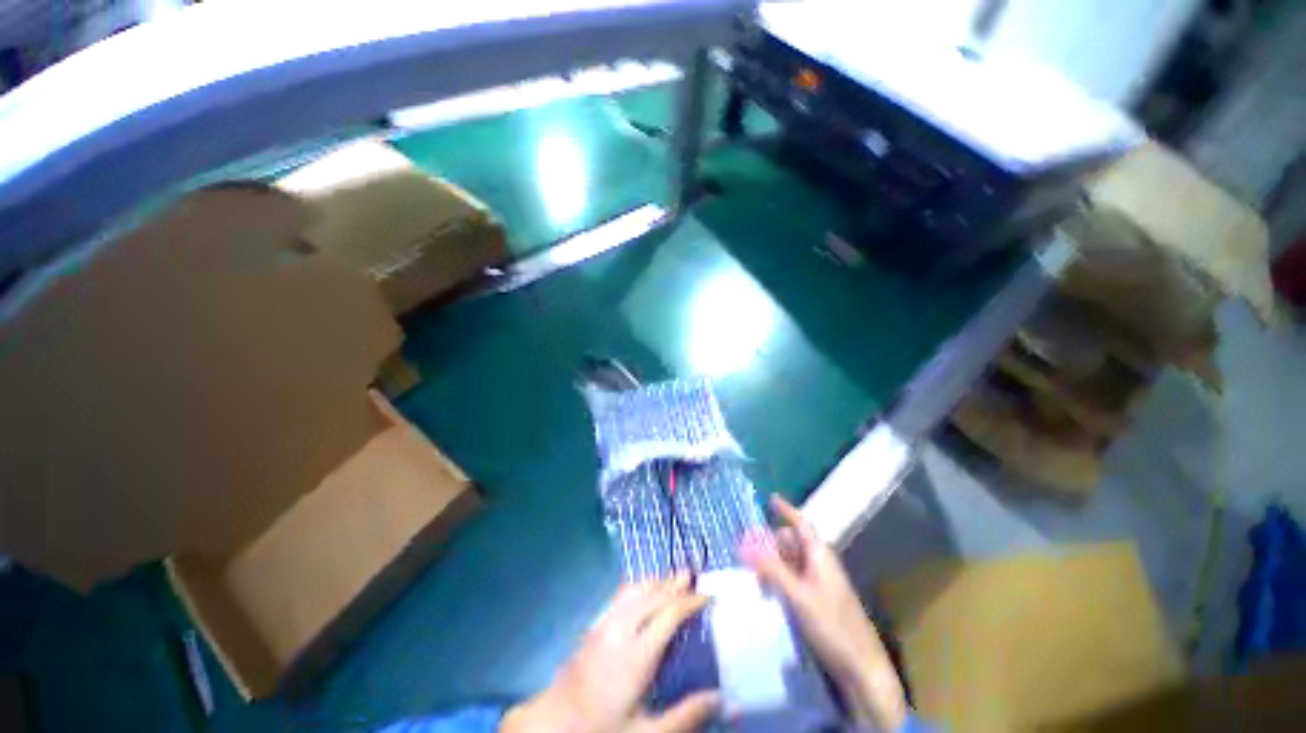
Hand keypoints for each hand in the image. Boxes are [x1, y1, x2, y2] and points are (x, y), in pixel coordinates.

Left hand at [501, 576, 719, 732]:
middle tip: (695, 577)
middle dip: (676, 584)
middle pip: (654, 594)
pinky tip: (644, 589)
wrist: (551, 725)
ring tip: (675, 578)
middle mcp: (621, 628)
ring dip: (657, 581)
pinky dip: (639, 586)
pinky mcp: (593, 624)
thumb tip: (722, 698)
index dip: (692, 601)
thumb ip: (686, 716)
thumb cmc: (601, 731)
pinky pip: (620, 594)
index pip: (670, 613)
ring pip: (636, 589)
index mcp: (637, 653)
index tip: (710, 596)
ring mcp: (604, 622)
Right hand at [741, 495, 906, 730]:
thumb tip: (745, 543)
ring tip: (752, 571)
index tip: (771, 498)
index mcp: (820, 555)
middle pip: (792, 542)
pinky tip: (766, 590)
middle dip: (770, 541)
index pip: (801, 524)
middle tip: (746, 546)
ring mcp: (819, 582)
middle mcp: (820, 563)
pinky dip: (778, 578)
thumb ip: (772, 569)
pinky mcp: (817, 600)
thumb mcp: (798, 595)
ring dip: (772, 562)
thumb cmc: (832, 626)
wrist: (861, 667)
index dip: (786, 510)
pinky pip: (793, 579)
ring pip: (790, 561)